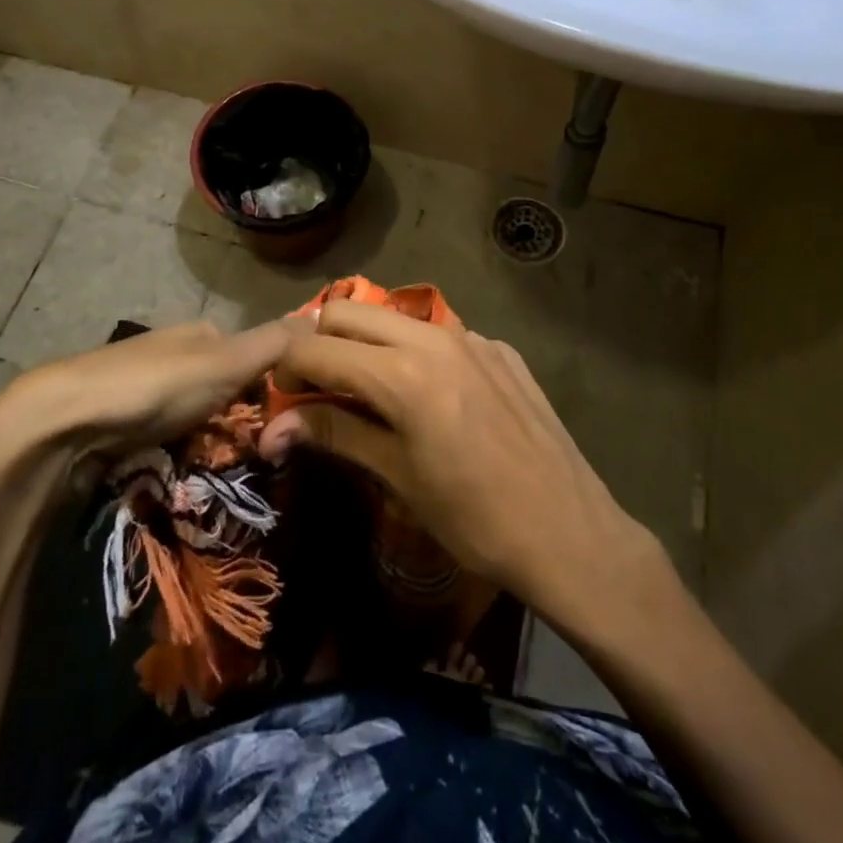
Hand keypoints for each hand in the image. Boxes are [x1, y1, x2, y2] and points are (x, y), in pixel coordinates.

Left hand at [0, 320, 294, 471]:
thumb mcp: (226, 361)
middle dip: (239, 426)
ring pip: (199, 422)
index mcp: (202, 334)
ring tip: (216, 476)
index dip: (273, 392)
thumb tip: (328, 316)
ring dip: (210, 447)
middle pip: (227, 394)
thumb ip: (276, 343)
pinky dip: (179, 460)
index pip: (255, 359)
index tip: (283, 429)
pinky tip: (180, 477)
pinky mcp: (123, 426)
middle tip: (252, 460)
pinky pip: (168, 443)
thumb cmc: (155, 385)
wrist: (65, 422)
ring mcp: (146, 392)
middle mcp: (176, 356)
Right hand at [263, 301, 658, 627]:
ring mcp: (472, 338)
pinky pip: (439, 335)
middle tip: (316, 386)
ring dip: (366, 341)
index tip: (279, 397)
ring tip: (366, 388)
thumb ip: (334, 434)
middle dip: (319, 341)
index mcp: (401, 374)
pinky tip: (430, 397)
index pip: (315, 348)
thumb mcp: (397, 477)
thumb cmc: (474, 519)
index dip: (285, 368)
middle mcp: (433, 338)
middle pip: (347, 310)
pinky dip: (414, 352)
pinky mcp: (500, 348)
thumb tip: (272, 428)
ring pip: (394, 316)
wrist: (570, 532)